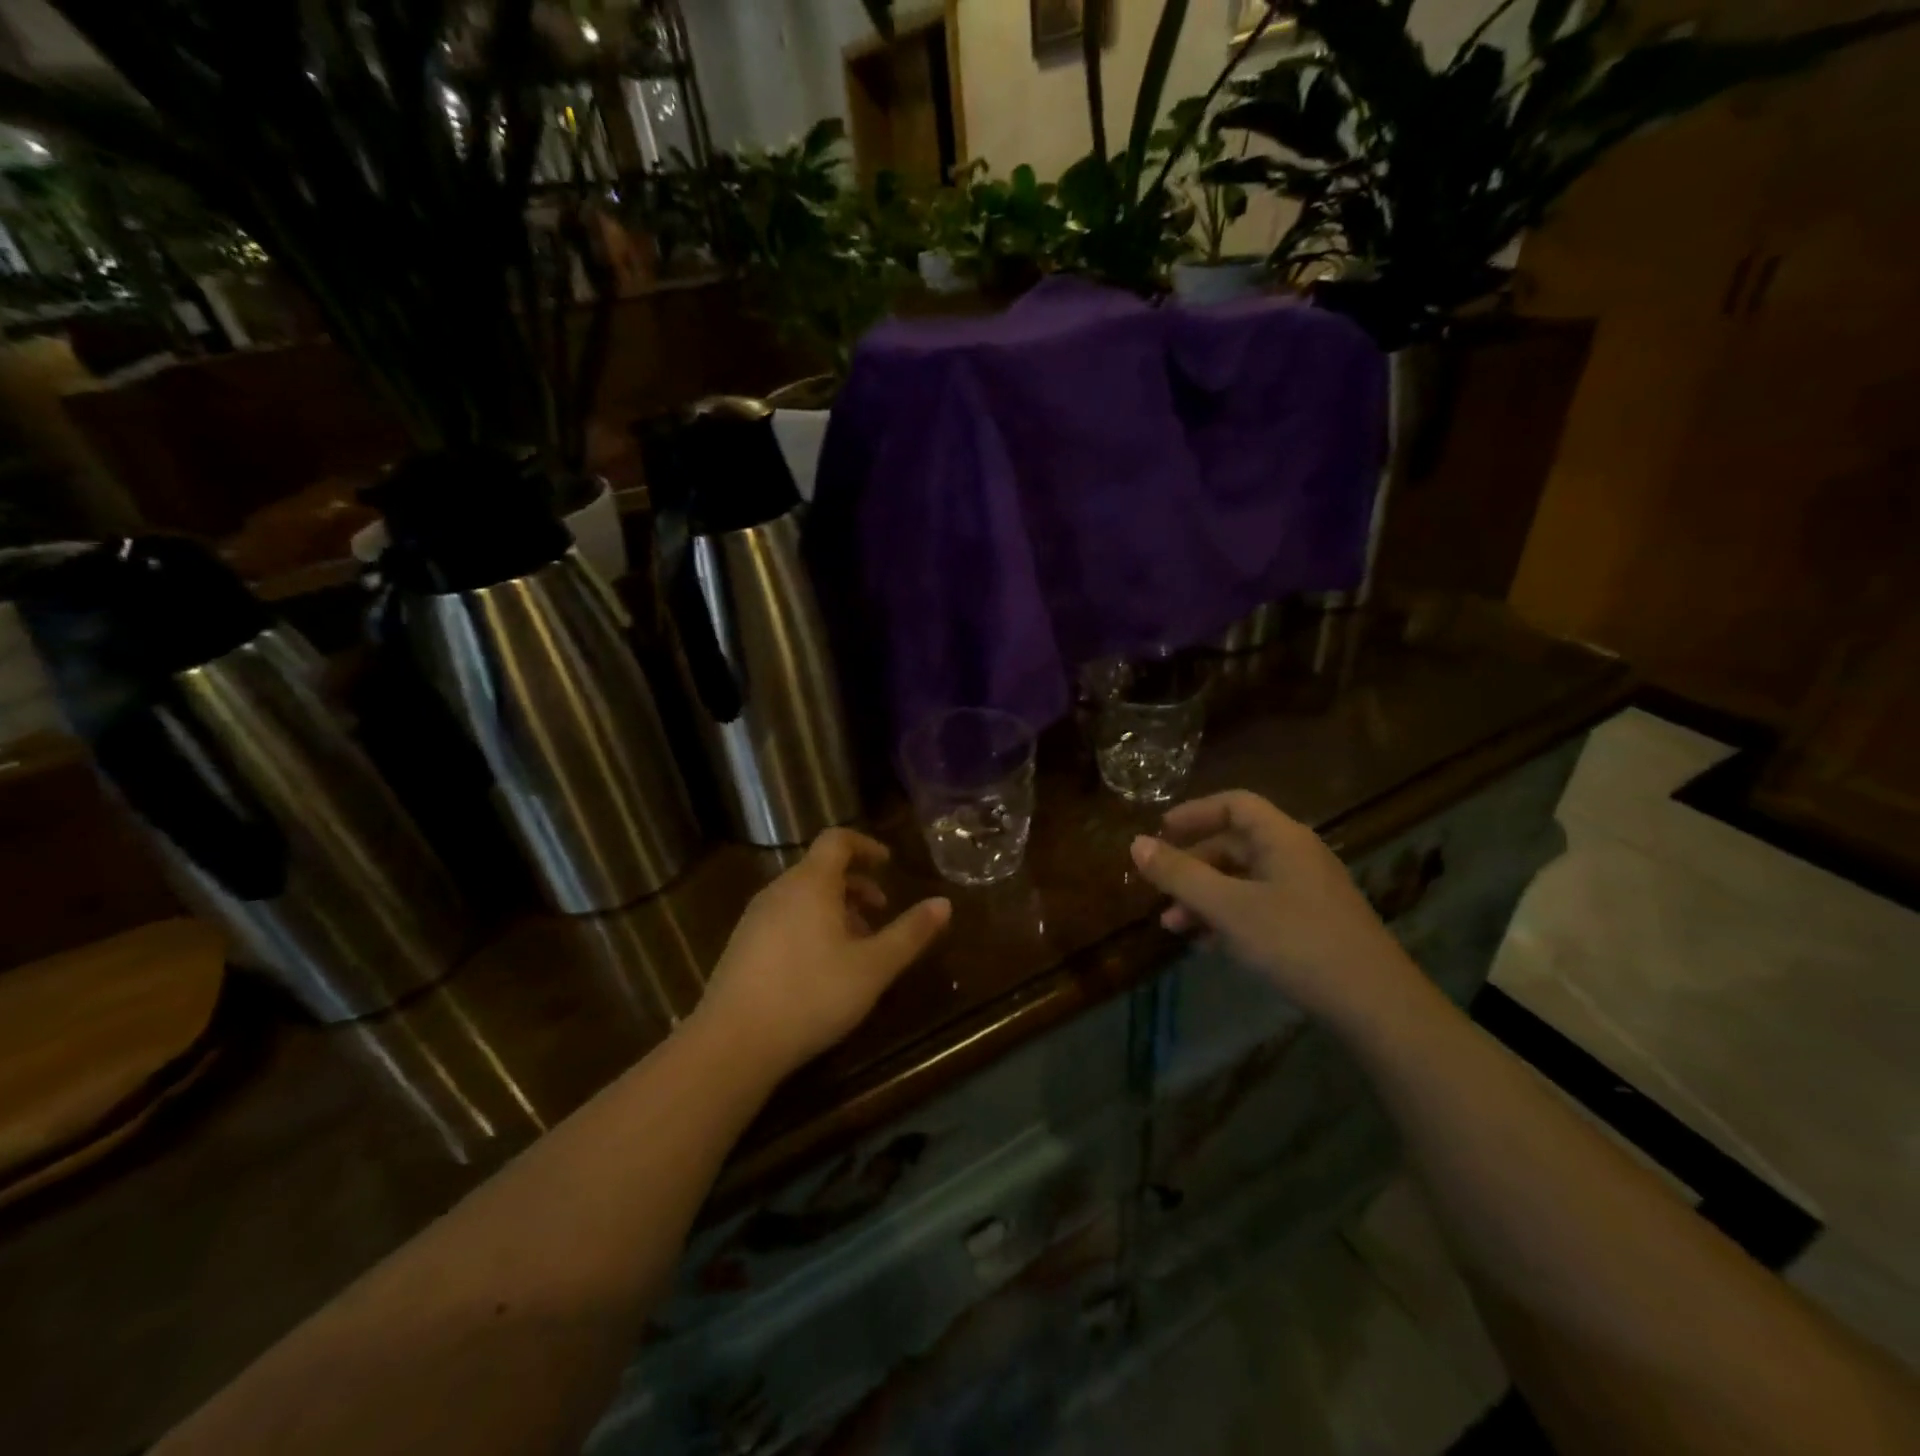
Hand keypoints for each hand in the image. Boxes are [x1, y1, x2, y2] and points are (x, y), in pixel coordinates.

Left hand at [694, 828, 951, 1077]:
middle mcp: (779, 891)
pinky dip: (811, 925)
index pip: (837, 840)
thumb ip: (910, 933)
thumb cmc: (811, 995)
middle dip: (855, 884)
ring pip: (802, 897)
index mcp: (811, 883)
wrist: (732, 1044)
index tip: (888, 864)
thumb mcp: (873, 967)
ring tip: (857, 945)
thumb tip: (944, 904)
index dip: (866, 845)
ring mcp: (755, 918)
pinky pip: (784, 918)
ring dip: (835, 908)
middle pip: (821, 869)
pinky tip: (821, 968)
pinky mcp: (742, 946)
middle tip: (881, 911)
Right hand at [1129, 790, 1424, 1030]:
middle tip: (1160, 890)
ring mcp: (1308, 892)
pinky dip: (1229, 918)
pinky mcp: (1314, 925)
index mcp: (1282, 838)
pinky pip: (1260, 907)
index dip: (1194, 813)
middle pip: (1235, 844)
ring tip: (1174, 928)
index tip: (1160, 832)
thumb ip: (1179, 874)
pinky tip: (1208, 946)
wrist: (1375, 1006)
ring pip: (1244, 880)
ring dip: (1205, 897)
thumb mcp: (1228, 907)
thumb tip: (1136, 845)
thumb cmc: (1295, 942)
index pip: (1234, 805)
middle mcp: (1297, 856)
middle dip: (1192, 866)